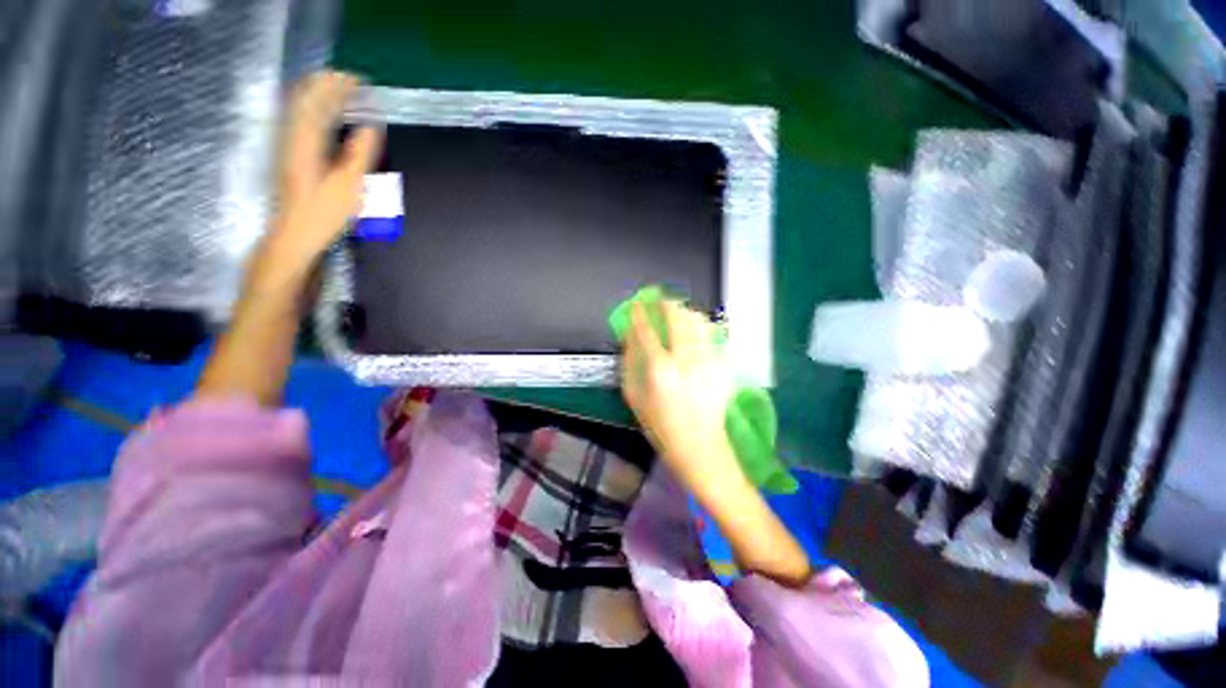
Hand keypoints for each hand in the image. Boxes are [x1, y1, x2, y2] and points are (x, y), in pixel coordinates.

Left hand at [261, 71, 382, 282]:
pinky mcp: (290, 157)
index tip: (360, 81)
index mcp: (306, 139)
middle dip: (327, 85)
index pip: (320, 99)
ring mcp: (288, 146)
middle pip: (305, 98)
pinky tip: (325, 118)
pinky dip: (314, 112)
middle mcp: (292, 136)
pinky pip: (300, 123)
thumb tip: (370, 126)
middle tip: (351, 83)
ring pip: (300, 109)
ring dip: (319, 96)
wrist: (294, 235)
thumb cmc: (323, 213)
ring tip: (340, 92)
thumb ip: (360, 153)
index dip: (339, 86)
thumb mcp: (349, 185)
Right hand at [622, 301, 743, 493]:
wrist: (700, 446)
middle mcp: (686, 360)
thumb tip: (630, 336)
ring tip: (678, 312)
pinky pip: (712, 335)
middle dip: (666, 304)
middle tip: (660, 300)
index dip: (640, 313)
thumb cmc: (660, 426)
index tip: (638, 304)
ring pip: (698, 321)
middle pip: (677, 318)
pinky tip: (694, 330)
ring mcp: (708, 361)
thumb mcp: (634, 397)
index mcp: (660, 370)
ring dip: (685, 311)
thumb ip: (630, 363)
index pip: (647, 331)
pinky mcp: (723, 366)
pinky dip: (701, 326)